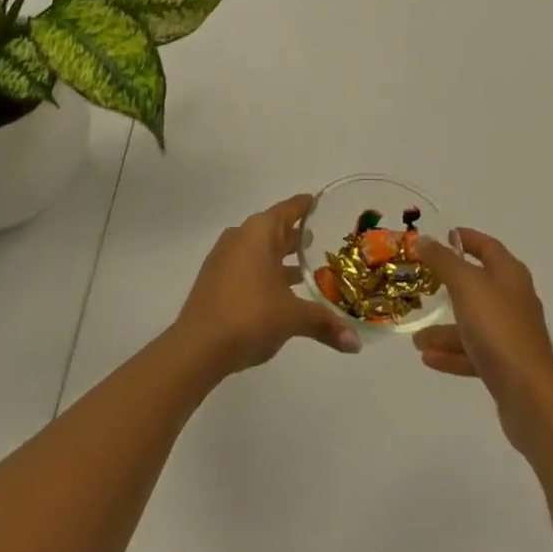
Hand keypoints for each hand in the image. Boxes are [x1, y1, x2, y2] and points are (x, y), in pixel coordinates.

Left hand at [172, 194, 359, 377]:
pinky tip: (278, 293)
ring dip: (280, 258)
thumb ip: (325, 324)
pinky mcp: (214, 280)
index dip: (307, 206)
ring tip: (307, 271)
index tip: (323, 204)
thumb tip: (356, 345)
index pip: (289, 209)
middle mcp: (240, 237)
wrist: (196, 348)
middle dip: (297, 237)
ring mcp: (224, 258)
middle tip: (324, 241)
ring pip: (260, 250)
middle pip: (274, 229)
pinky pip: (246, 266)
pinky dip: (264, 273)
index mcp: (259, 232)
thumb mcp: (292, 318)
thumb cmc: (249, 316)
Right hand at [413, 228, 552, 451]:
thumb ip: (443, 261)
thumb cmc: (497, 328)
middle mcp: (514, 299)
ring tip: (417, 339)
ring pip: (473, 323)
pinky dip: (452, 353)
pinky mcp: (508, 365)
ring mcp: (512, 334)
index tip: (443, 237)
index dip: (466, 239)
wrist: (529, 395)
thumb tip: (425, 239)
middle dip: (448, 286)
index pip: (487, 246)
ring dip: (445, 329)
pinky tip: (428, 358)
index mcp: (510, 274)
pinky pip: (475, 352)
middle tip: (423, 284)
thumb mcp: (465, 285)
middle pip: (478, 285)